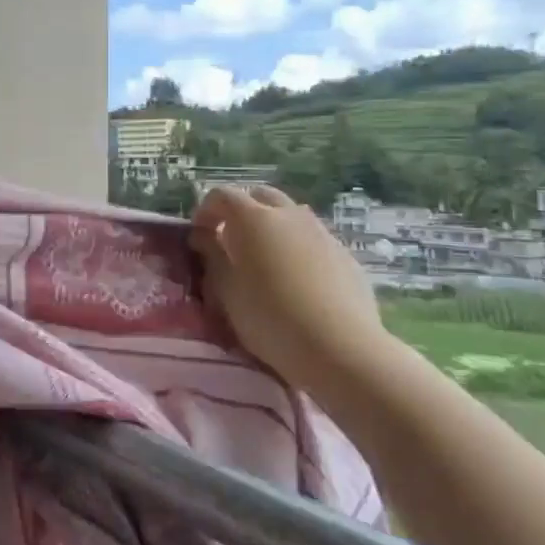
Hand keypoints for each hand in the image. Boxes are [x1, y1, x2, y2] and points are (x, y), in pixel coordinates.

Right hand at [189, 184, 396, 395]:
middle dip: (241, 211)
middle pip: (260, 196)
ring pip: (291, 215)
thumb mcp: (226, 291)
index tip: (198, 236)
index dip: (205, 211)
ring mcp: (322, 233)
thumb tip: (203, 235)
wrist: (340, 348)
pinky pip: (313, 239)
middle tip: (229, 240)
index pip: (222, 195)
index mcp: (253, 219)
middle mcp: (289, 215)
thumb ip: (212, 256)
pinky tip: (295, 280)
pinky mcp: (345, 255)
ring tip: (263, 260)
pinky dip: (296, 246)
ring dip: (271, 227)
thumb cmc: (269, 318)